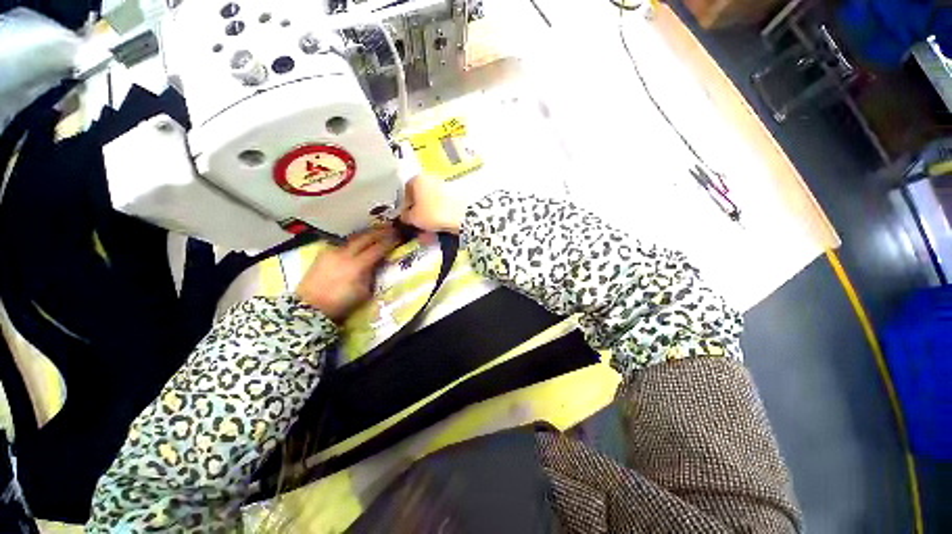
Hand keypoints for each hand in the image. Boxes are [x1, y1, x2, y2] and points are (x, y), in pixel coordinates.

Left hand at [295, 227, 398, 322]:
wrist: (309, 306)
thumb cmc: (340, 303)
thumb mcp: (363, 292)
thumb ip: (371, 275)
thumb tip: (377, 264)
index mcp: (357, 265)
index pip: (377, 248)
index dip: (390, 242)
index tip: (399, 236)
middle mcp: (345, 254)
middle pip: (366, 237)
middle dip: (380, 232)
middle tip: (391, 228)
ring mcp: (332, 251)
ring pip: (353, 237)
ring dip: (367, 233)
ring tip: (377, 230)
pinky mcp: (323, 253)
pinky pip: (343, 243)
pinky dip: (354, 241)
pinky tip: (359, 242)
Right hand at [400, 175, 465, 233]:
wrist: (461, 216)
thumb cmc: (432, 213)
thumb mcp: (413, 218)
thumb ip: (405, 216)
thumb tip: (405, 216)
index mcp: (418, 179)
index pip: (406, 190)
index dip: (404, 204)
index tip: (406, 216)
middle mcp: (431, 179)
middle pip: (420, 197)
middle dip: (418, 212)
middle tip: (417, 224)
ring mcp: (445, 187)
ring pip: (432, 204)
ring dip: (429, 217)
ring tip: (427, 232)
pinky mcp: (455, 197)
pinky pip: (443, 208)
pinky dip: (439, 217)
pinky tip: (438, 229)